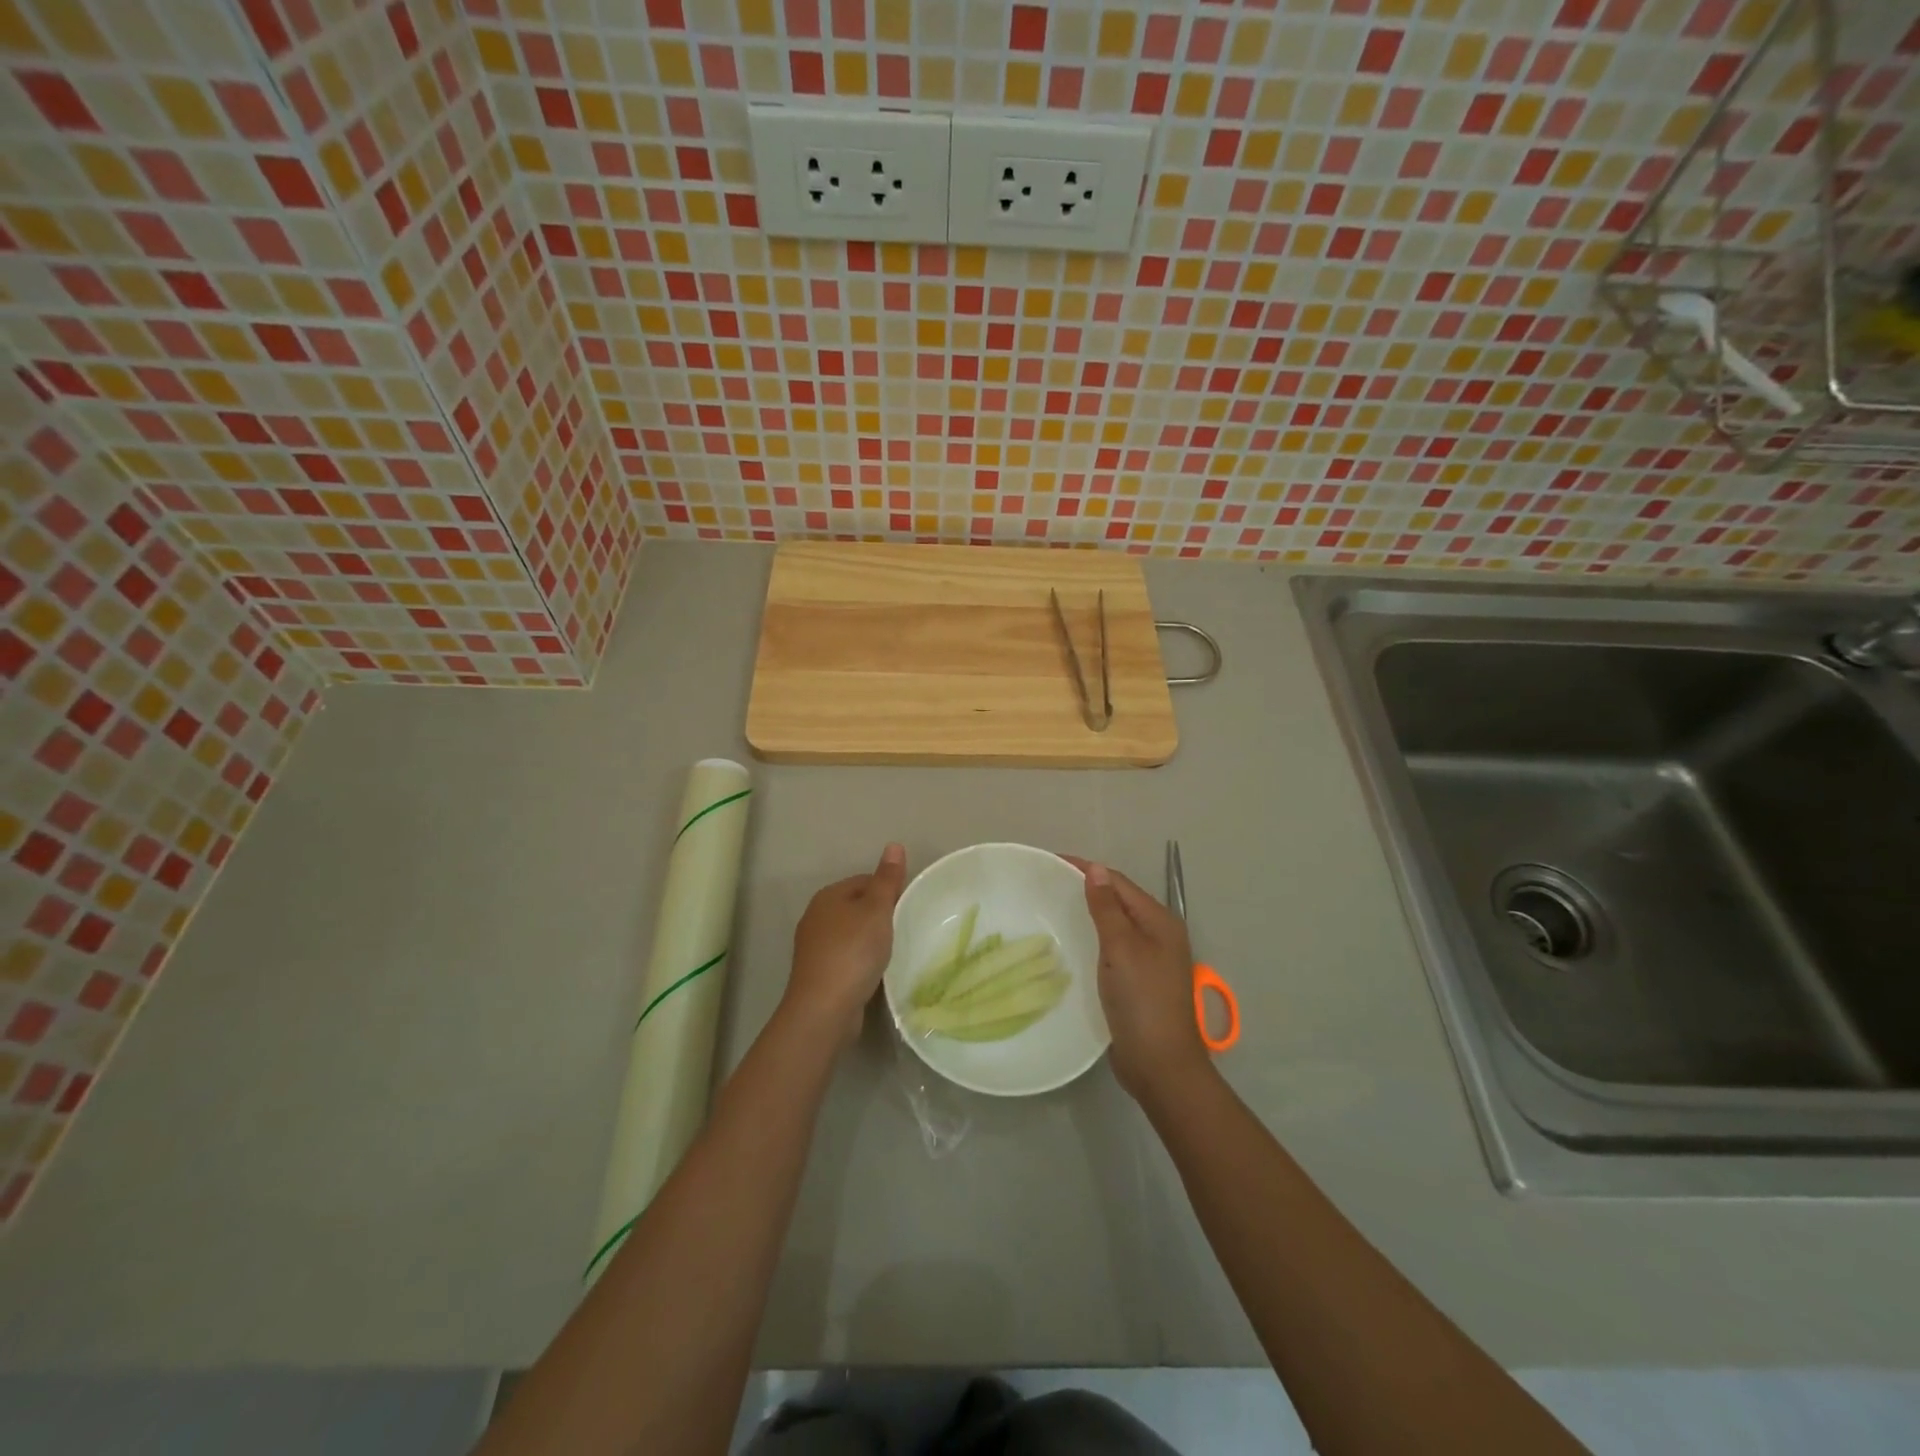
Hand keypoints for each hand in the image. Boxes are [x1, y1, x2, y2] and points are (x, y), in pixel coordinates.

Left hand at [783, 844, 907, 1046]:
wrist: (824, 1008)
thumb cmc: (853, 951)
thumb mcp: (877, 910)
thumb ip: (887, 879)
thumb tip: (894, 845)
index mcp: (828, 896)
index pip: (864, 881)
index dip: (888, 890)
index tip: (908, 906)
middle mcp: (816, 917)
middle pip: (856, 906)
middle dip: (879, 915)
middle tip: (904, 928)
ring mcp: (814, 947)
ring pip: (850, 933)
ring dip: (870, 940)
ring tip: (893, 951)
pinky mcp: (818, 973)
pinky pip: (846, 957)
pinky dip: (861, 960)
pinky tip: (875, 971)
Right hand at [1066, 858, 1210, 1099]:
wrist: (1160, 1065)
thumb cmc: (1142, 1000)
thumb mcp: (1121, 948)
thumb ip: (1107, 907)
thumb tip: (1095, 868)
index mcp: (1160, 921)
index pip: (1118, 883)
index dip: (1087, 870)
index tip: (1051, 863)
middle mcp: (1159, 935)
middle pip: (1119, 900)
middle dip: (1087, 888)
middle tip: (1047, 885)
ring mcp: (1151, 959)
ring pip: (1116, 924)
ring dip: (1089, 913)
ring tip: (1054, 908)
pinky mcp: (1139, 981)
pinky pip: (1113, 947)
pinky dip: (1093, 938)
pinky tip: (1073, 943)